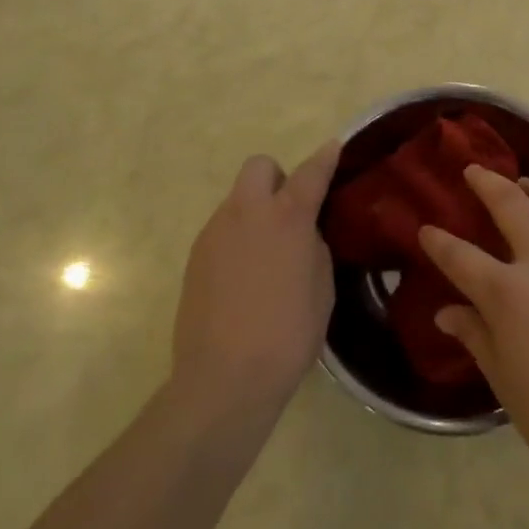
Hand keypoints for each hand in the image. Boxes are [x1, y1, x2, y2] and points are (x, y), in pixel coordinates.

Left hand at [172, 141, 338, 421]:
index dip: (325, 157)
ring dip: (255, 210)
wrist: (223, 380)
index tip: (334, 147)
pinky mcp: (195, 256)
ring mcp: (216, 232)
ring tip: (266, 253)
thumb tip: (303, 234)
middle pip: (260, 167)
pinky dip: (236, 238)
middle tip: (289, 212)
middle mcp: (248, 213)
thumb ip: (314, 247)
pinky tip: (243, 276)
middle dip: (277, 178)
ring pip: (237, 199)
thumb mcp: (322, 289)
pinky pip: (222, 229)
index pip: (311, 172)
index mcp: (288, 217)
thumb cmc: (287, 336)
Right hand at [421, 168, 528, 477]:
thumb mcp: (503, 378)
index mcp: (508, 293)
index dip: (438, 241)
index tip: (426, 229)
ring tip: (527, 185)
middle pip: (510, 202)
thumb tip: (445, 313)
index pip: (460, 256)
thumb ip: (475, 335)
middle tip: (474, 172)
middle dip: (486, 182)